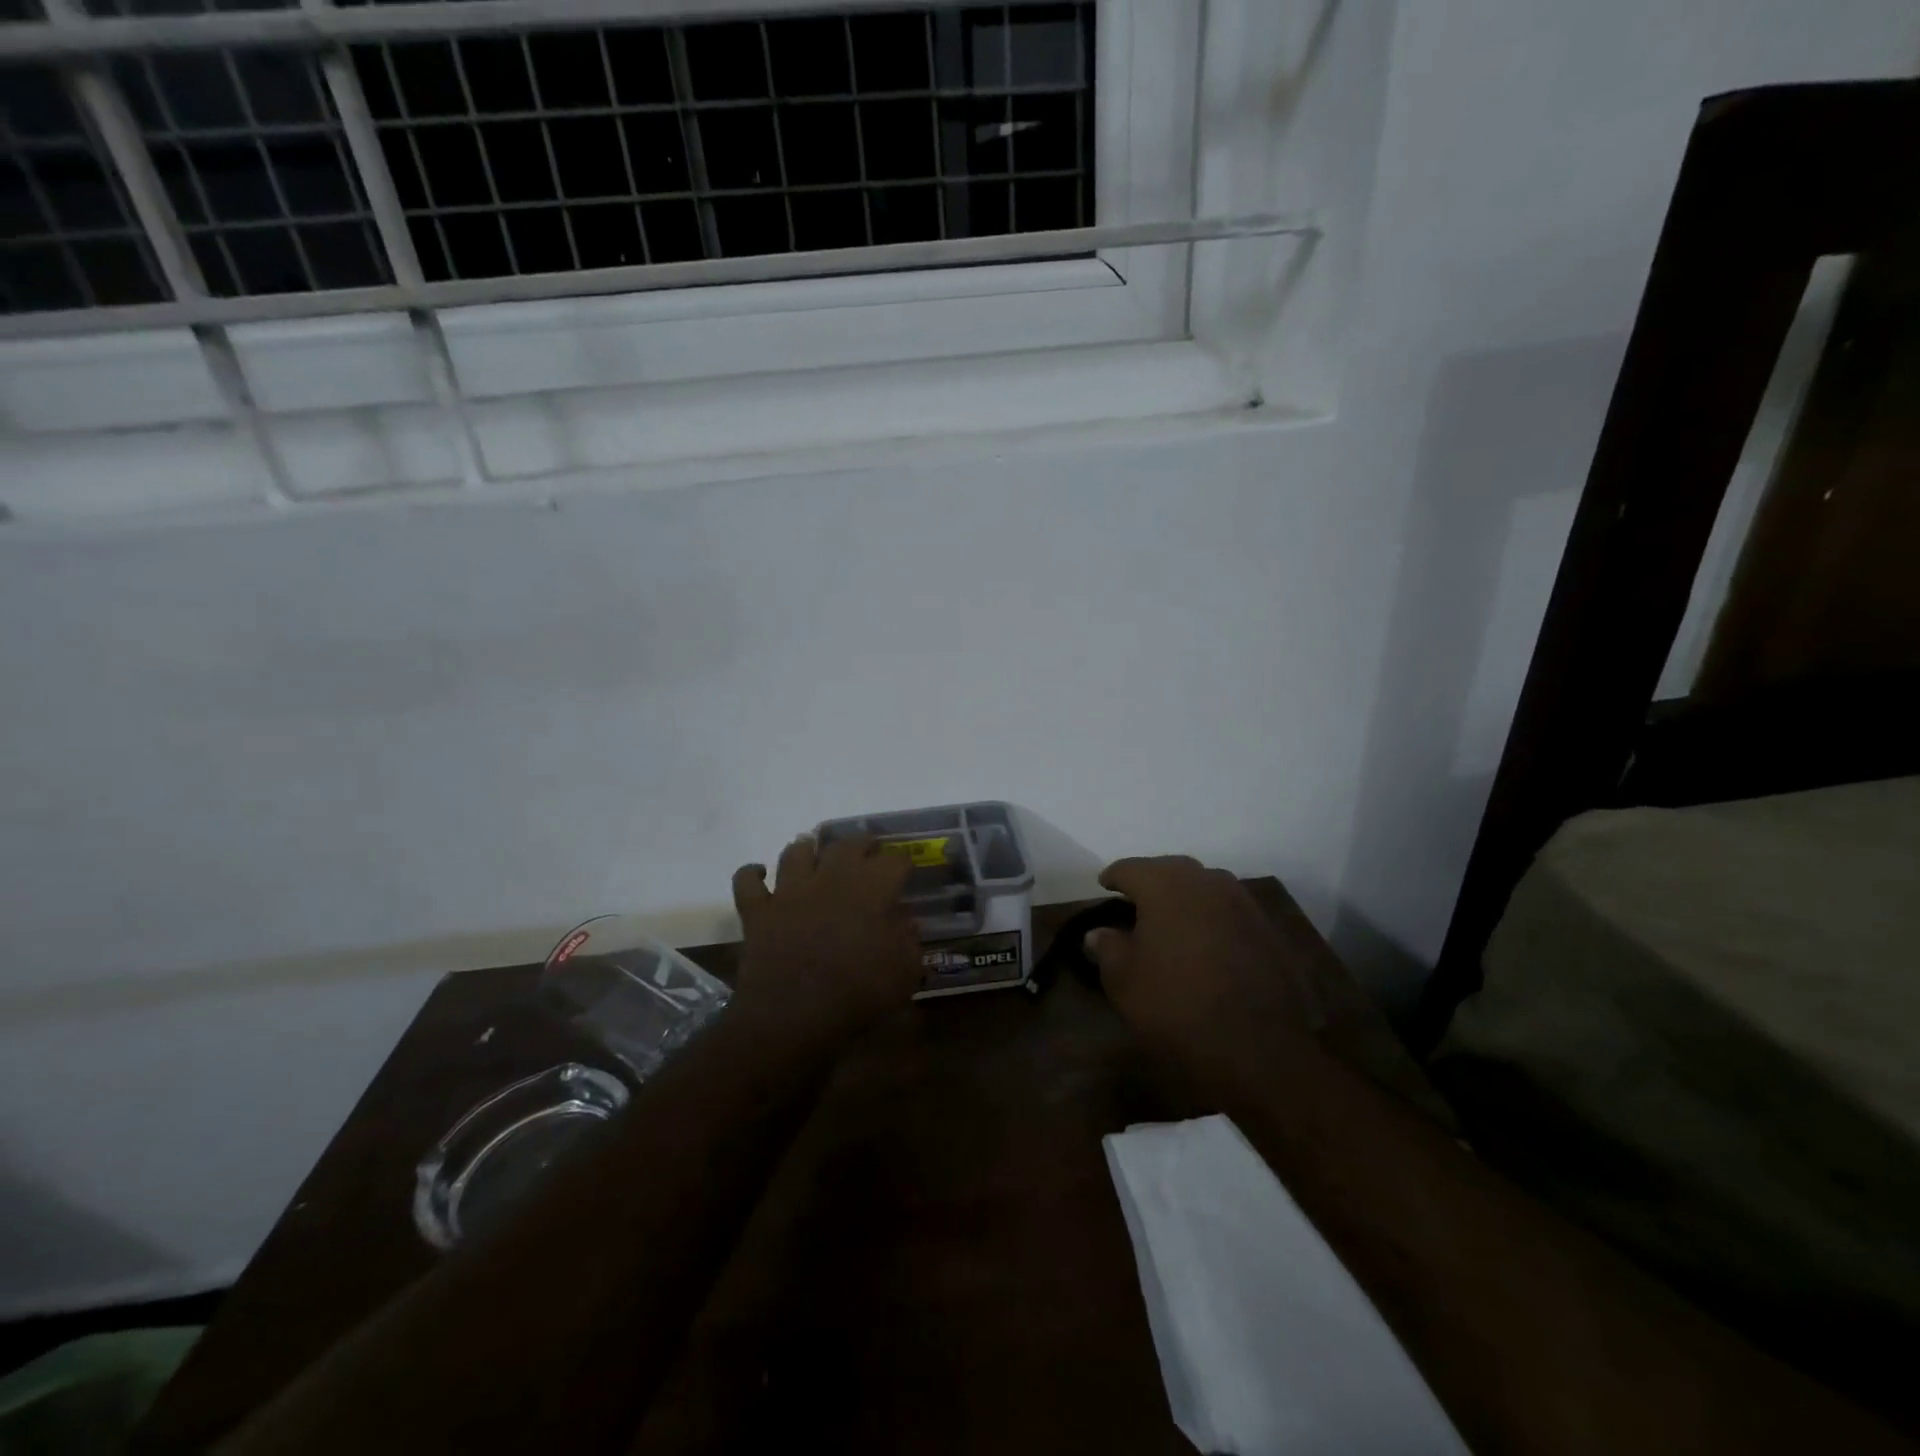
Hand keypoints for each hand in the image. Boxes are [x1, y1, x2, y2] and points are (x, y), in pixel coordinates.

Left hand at [730, 835, 920, 1040]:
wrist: (793, 1016)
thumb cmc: (858, 993)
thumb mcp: (905, 971)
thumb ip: (909, 940)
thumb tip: (906, 922)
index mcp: (872, 888)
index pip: (895, 861)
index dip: (903, 863)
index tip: (907, 872)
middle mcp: (830, 877)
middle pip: (847, 844)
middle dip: (861, 844)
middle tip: (868, 852)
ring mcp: (789, 891)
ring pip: (796, 852)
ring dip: (807, 849)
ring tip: (814, 854)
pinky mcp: (757, 911)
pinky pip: (747, 881)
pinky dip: (752, 873)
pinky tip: (760, 873)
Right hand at [1085, 856, 1316, 1051]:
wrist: (1258, 1048)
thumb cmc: (1176, 1004)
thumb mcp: (1123, 980)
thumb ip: (1108, 947)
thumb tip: (1099, 933)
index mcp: (1165, 885)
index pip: (1131, 868)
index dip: (1114, 877)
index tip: (1104, 886)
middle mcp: (1206, 882)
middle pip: (1171, 869)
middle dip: (1151, 880)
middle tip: (1135, 899)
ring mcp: (1243, 904)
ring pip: (1205, 887)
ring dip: (1185, 897)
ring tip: (1170, 918)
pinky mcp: (1268, 931)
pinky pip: (1229, 911)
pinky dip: (1211, 918)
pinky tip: (1204, 941)